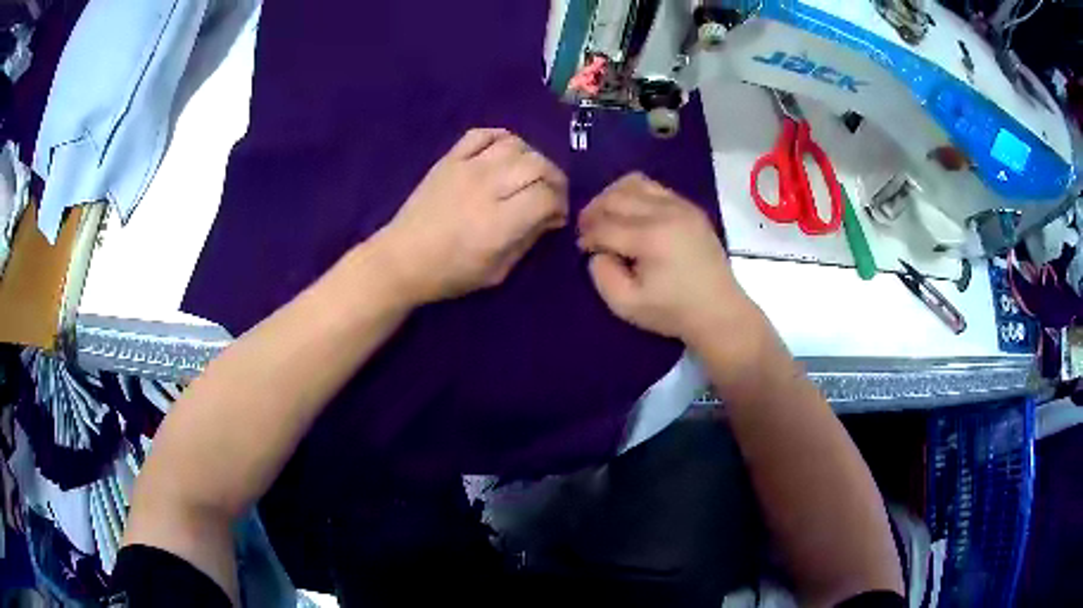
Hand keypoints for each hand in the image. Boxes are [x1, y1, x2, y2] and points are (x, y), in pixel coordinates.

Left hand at [371, 129, 568, 303]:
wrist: (401, 259)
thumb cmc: (450, 273)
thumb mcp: (497, 271)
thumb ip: (528, 240)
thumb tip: (551, 217)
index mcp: (498, 223)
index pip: (546, 196)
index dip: (560, 205)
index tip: (555, 218)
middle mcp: (486, 188)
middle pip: (537, 164)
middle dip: (554, 179)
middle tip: (549, 195)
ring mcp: (466, 168)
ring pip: (515, 145)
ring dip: (532, 158)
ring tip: (528, 176)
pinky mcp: (449, 159)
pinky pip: (483, 133)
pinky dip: (501, 138)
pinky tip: (505, 154)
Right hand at [577, 173, 753, 345]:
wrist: (719, 310)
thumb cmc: (673, 312)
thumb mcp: (626, 306)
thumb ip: (602, 276)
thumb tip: (598, 251)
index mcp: (650, 238)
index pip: (604, 225)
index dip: (587, 236)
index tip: (583, 249)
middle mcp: (665, 213)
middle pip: (615, 197)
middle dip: (594, 211)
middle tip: (588, 230)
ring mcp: (681, 206)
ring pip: (634, 183)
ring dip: (613, 196)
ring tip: (607, 216)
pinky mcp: (690, 207)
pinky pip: (654, 187)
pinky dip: (636, 195)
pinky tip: (632, 214)